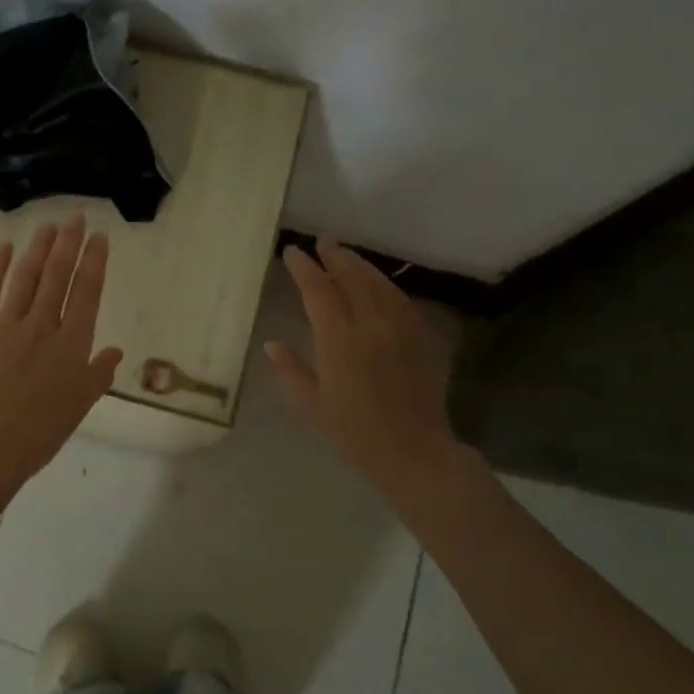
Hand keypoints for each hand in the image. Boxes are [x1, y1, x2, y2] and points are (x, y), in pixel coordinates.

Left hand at [0, 214, 122, 480]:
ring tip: (48, 225)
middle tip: (75, 217)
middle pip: (57, 276)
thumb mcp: (80, 406)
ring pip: (26, 277)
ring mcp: (7, 326)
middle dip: (68, 243)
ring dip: (38, 248)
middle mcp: (41, 326)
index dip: (94, 262)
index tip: (98, 237)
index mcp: (71, 345)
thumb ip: (98, 374)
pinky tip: (4, 248)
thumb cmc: (39, 433)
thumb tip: (116, 351)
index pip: (86, 293)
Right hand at [266, 238, 467, 499]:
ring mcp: (399, 329)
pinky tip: (378, 284)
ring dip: (360, 265)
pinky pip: (400, 300)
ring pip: (378, 284)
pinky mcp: (420, 338)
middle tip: (322, 242)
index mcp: (338, 340)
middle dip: (335, 256)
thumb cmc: (353, 433)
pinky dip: (384, 285)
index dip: (303, 268)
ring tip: (345, 255)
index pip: (318, 291)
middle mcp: (370, 325)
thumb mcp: (311, 405)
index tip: (291, 252)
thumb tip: (273, 344)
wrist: (413, 452)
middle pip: (351, 277)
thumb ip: (291, 369)